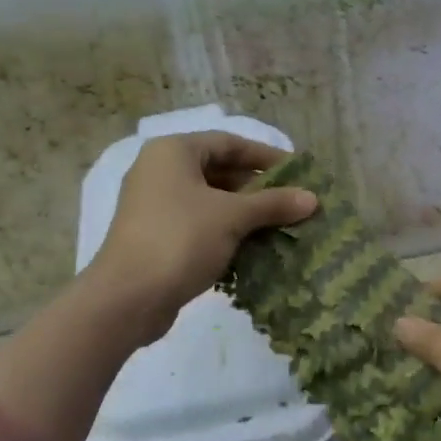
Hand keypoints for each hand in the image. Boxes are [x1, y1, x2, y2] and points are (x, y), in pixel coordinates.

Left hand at [85, 131, 316, 343]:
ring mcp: (154, 206)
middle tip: (292, 203)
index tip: (297, 172)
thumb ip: (272, 204)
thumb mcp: (232, 217)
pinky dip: (225, 232)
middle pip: (219, 171)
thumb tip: (313, 198)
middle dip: (257, 188)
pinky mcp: (155, 237)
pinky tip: (253, 249)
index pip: (228, 143)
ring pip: (209, 201)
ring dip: (244, 213)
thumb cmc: (181, 239)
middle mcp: (159, 171)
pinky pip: (198, 224)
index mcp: (173, 152)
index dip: (265, 156)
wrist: (128, 297)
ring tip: (280, 227)